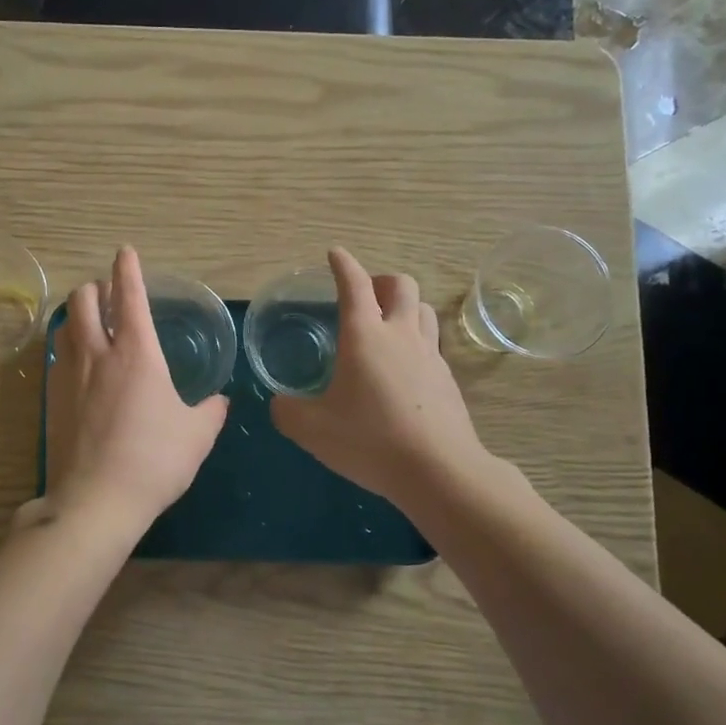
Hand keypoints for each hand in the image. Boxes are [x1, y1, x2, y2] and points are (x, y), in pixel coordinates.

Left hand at [40, 247, 228, 538]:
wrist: (96, 500)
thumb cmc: (155, 460)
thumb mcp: (197, 436)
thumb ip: (210, 411)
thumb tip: (219, 400)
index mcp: (137, 353)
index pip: (129, 296)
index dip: (127, 269)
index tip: (125, 252)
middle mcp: (98, 354)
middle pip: (83, 300)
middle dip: (94, 287)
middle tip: (108, 295)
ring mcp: (69, 376)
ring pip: (64, 325)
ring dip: (77, 314)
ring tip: (91, 322)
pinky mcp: (52, 400)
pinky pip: (57, 357)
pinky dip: (68, 346)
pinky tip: (78, 364)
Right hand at [271, 248, 491, 509]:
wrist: (439, 470)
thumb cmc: (370, 441)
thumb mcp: (313, 430)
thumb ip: (288, 411)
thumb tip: (279, 403)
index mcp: (364, 336)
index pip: (354, 285)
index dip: (343, 265)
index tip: (335, 254)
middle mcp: (400, 335)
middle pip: (401, 285)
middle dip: (381, 280)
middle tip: (364, 295)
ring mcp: (429, 355)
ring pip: (423, 309)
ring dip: (405, 306)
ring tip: (387, 325)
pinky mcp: (447, 379)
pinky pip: (432, 343)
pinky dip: (416, 340)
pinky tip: (404, 368)